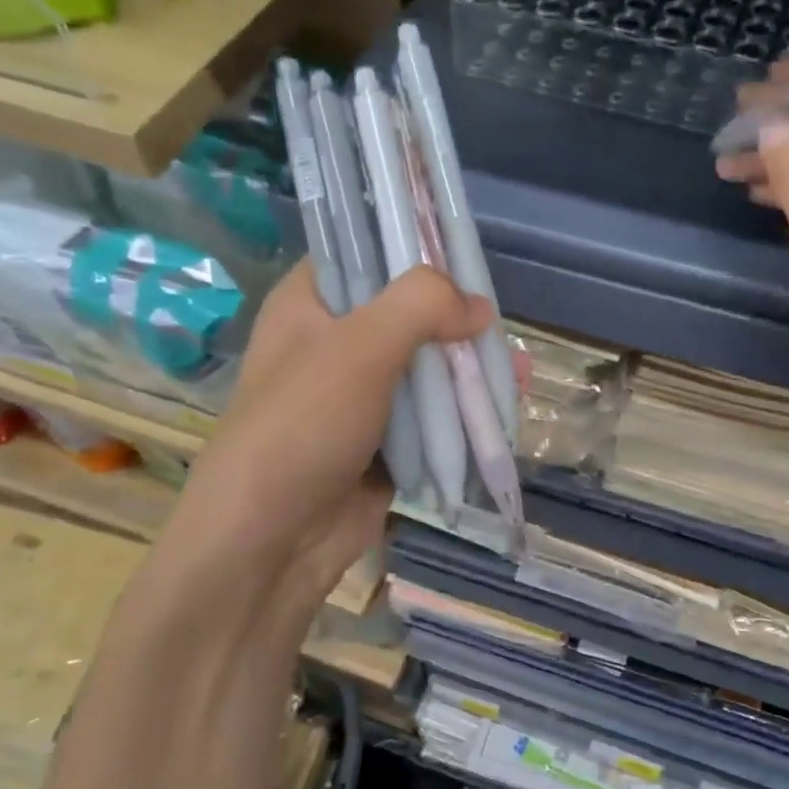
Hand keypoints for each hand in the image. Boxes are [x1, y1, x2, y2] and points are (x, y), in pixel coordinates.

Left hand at [156, 262, 490, 622]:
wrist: (271, 542)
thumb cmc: (302, 426)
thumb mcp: (359, 347)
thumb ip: (420, 306)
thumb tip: (479, 307)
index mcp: (310, 305)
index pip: (364, 253)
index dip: (413, 246)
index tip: (464, 251)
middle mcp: (334, 345)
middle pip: (407, 315)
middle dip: (457, 320)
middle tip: (501, 326)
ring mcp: (360, 398)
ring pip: (425, 370)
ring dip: (467, 372)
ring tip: (518, 373)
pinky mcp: (384, 444)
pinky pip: (432, 420)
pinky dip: (463, 417)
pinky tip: (502, 411)